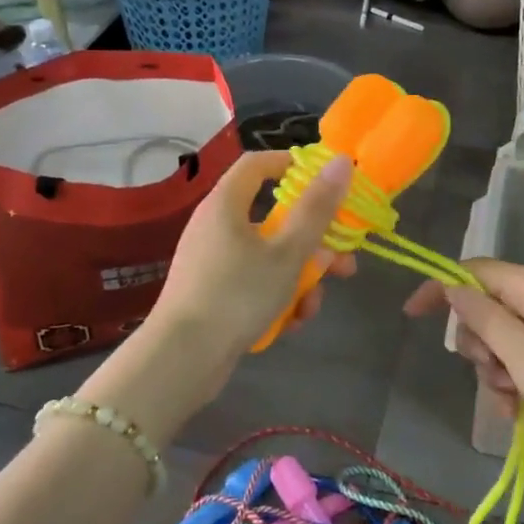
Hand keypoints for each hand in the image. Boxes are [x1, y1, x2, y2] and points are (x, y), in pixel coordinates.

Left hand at [146, 150, 355, 391]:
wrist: (180, 361)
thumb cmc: (237, 295)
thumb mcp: (288, 252)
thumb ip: (317, 208)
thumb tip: (341, 162)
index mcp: (226, 203)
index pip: (258, 163)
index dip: (293, 165)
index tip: (326, 181)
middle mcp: (217, 225)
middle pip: (273, 217)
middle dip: (313, 241)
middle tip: (343, 261)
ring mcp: (213, 261)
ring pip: (268, 255)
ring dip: (299, 276)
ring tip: (313, 305)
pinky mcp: (212, 293)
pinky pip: (253, 282)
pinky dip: (275, 296)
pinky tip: (291, 322)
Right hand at [405, 260, 523, 449]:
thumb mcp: (521, 354)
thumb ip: (482, 318)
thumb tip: (453, 287)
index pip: (470, 271)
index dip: (439, 289)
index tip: (412, 317)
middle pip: (485, 308)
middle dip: (477, 344)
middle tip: (493, 372)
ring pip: (502, 340)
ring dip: (495, 372)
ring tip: (512, 401)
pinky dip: (515, 383)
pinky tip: (519, 412)